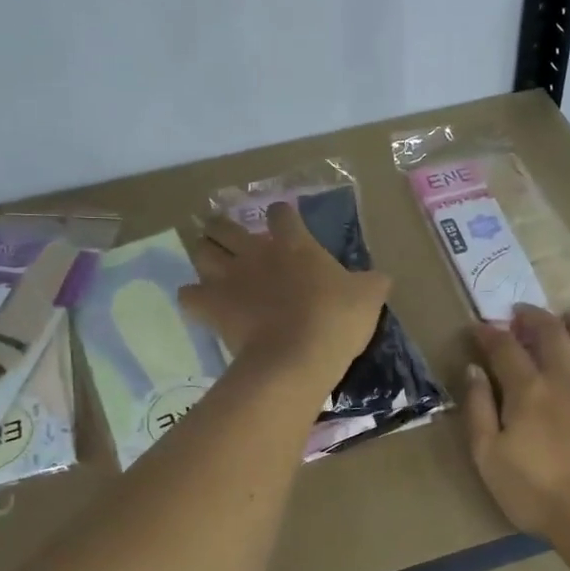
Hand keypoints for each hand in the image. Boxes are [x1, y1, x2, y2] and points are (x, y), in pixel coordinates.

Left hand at [181, 204, 389, 386]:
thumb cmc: (336, 320)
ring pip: (201, 252)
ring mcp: (229, 278)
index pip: (281, 214)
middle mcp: (256, 253)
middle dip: (224, 228)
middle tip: (231, 238)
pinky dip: (193, 298)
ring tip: (213, 265)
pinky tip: (203, 303)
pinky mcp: (212, 306)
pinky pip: (189, 295)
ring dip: (205, 255)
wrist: (297, 356)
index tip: (285, 225)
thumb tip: (380, 278)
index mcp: (294, 244)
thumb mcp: (369, 297)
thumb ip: (372, 282)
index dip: (283, 217)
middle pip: (225, 226)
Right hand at [465, 305, 569, 540]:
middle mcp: (567, 378)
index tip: (479, 327)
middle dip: (534, 316)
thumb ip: (478, 409)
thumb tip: (474, 370)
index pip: (504, 348)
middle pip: (551, 332)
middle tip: (523, 313)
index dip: (489, 333)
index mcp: (528, 389)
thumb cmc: (535, 493)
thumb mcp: (488, 456)